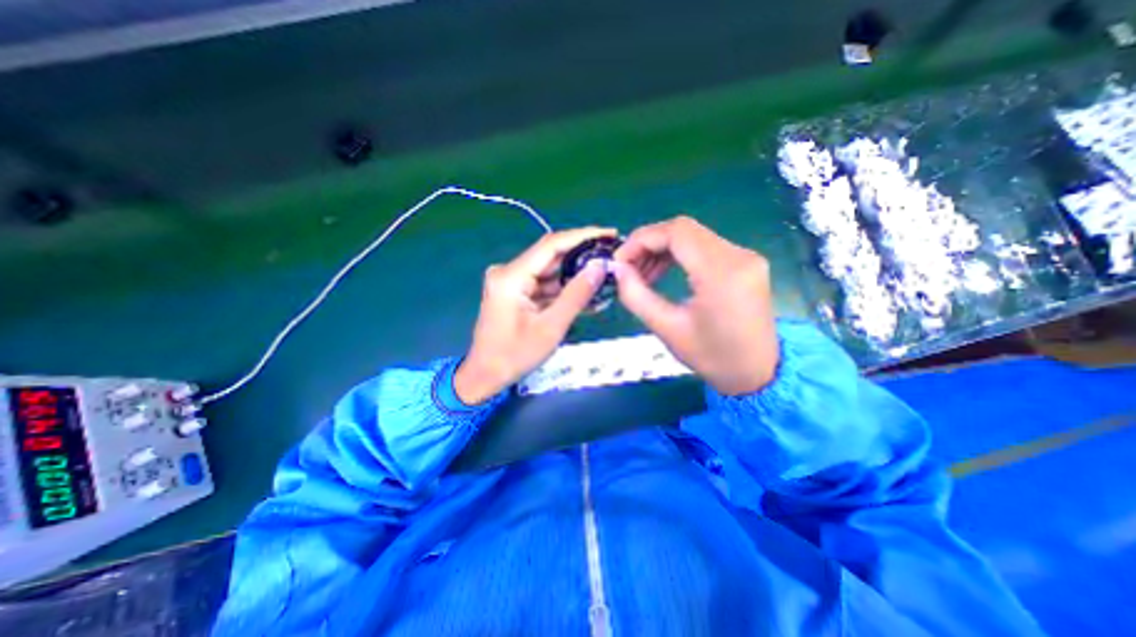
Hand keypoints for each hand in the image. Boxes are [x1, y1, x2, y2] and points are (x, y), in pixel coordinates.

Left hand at [454, 227, 618, 402]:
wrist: (485, 376)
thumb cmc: (515, 356)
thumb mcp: (551, 327)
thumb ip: (576, 295)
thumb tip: (600, 268)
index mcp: (511, 276)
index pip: (551, 245)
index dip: (583, 236)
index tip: (609, 234)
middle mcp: (508, 272)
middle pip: (551, 256)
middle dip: (582, 258)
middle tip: (612, 258)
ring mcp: (511, 282)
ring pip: (550, 271)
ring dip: (575, 276)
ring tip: (605, 278)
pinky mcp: (514, 292)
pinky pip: (543, 285)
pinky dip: (563, 290)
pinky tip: (586, 294)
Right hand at [613, 216, 782, 396]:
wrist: (759, 373)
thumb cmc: (712, 357)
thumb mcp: (667, 329)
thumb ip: (636, 296)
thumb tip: (618, 270)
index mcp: (721, 273)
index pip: (676, 232)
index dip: (641, 239)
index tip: (620, 261)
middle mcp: (738, 255)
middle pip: (683, 230)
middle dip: (648, 244)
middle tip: (628, 268)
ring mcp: (745, 256)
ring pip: (692, 236)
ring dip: (662, 249)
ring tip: (643, 275)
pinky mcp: (744, 262)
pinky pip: (704, 247)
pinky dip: (678, 255)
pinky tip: (663, 273)